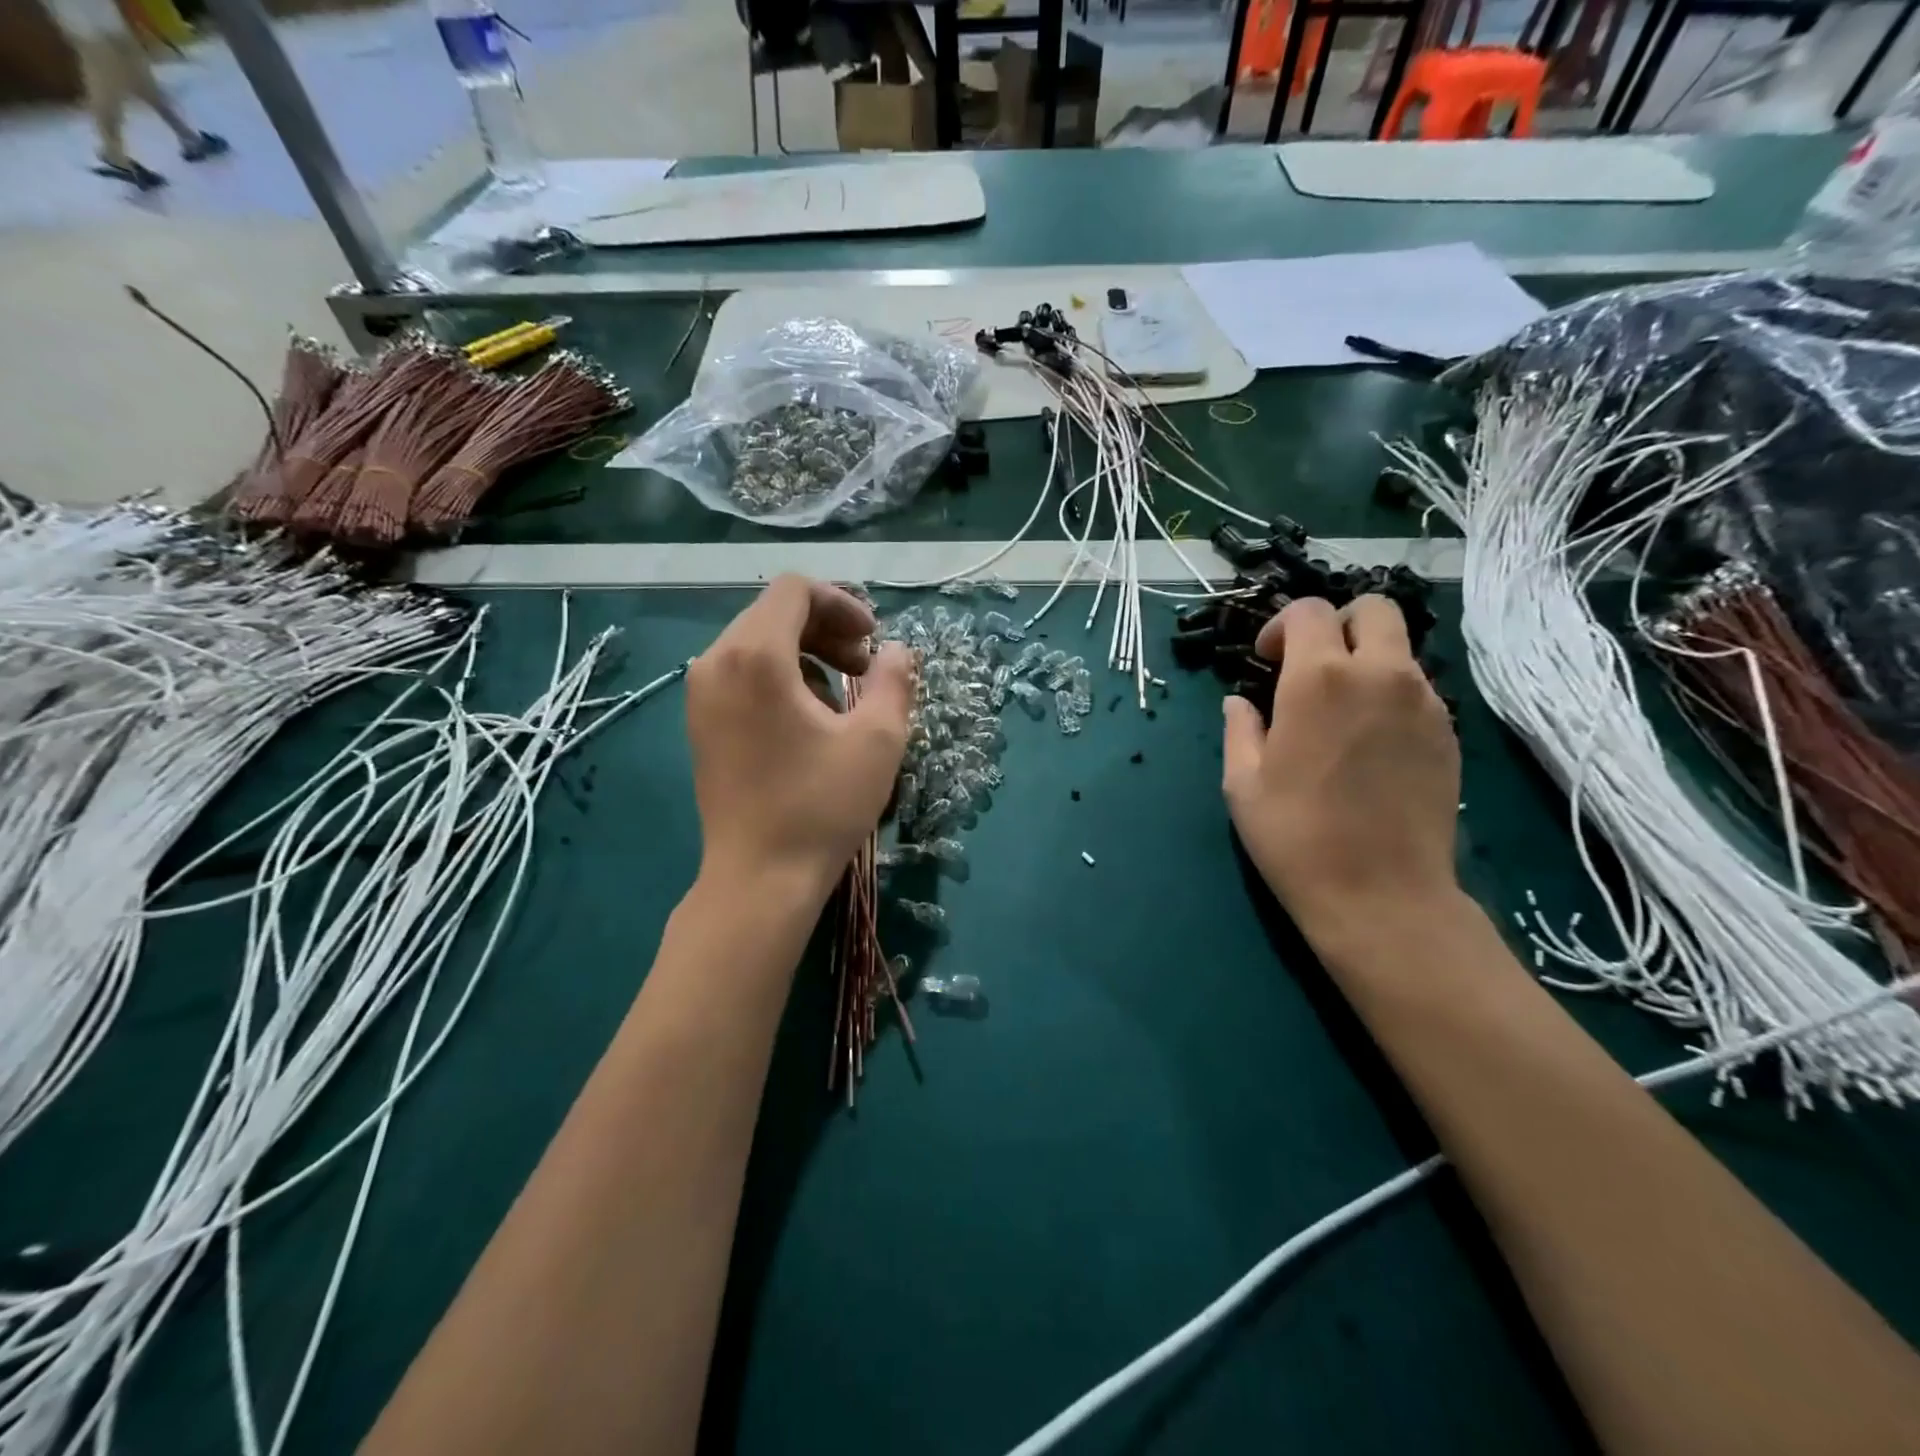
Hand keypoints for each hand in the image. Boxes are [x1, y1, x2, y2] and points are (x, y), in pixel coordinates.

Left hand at [687, 575, 913, 898]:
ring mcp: (700, 694)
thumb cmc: (822, 805)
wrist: (760, 877)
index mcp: (755, 655)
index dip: (842, 603)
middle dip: (827, 630)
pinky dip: (780, 677)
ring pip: (757, 643)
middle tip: (865, 668)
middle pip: (774, 613)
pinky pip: (742, 673)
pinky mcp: (699, 722)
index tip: (874, 640)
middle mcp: (715, 662)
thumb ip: (894, 680)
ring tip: (842, 696)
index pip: (795, 590)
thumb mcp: (878, 739)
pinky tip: (808, 718)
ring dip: (806, 654)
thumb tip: (897, 651)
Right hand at [1221, 595, 1460, 947]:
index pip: (1309, 611)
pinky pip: (1418, 688)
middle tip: (1311, 665)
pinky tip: (1371, 740)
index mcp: (1318, 680)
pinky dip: (1391, 693)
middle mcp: (1380, 675)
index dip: (1282, 626)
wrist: (1381, 894)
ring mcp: (1424, 702)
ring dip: (1366, 660)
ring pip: (1400, 648)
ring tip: (1342, 709)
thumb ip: (1240, 729)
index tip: (1267, 660)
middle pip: (1373, 609)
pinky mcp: (1448, 733)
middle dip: (1338, 624)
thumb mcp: (1243, 784)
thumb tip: (1240, 702)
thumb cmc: (1296, 837)